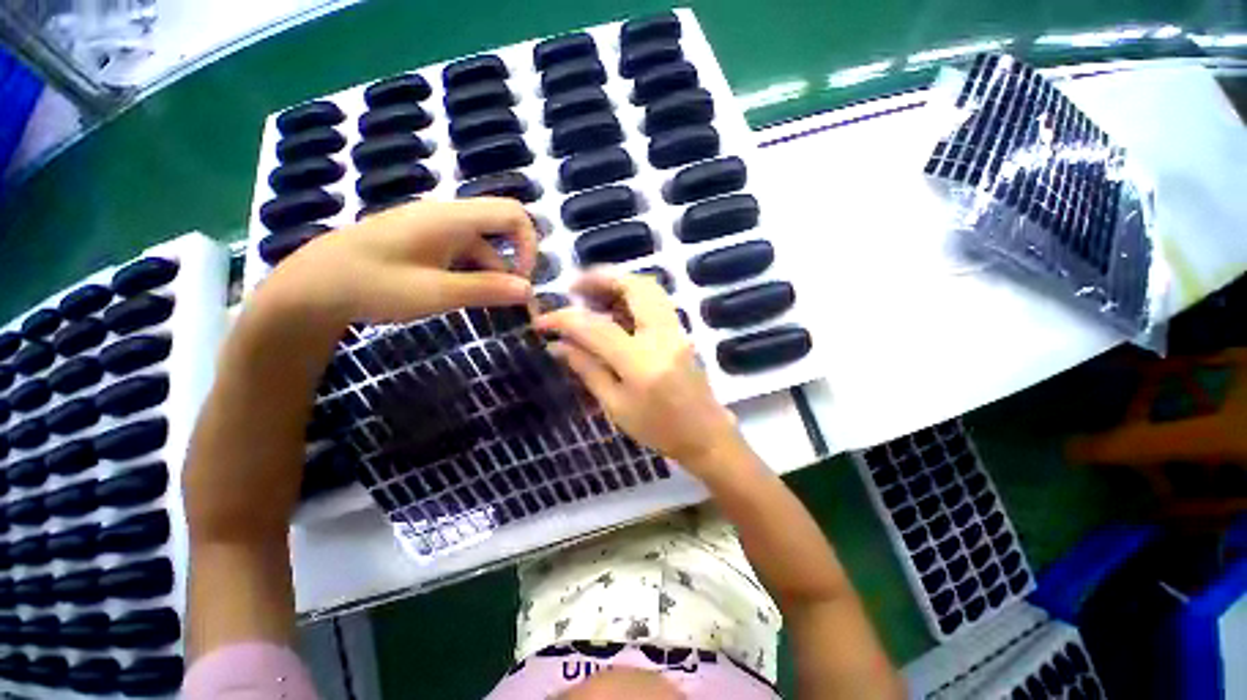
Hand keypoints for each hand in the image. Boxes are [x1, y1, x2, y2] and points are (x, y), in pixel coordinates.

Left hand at [185, 198, 536, 542]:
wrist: (310, 287)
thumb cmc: (371, 286)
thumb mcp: (435, 293)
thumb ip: (486, 290)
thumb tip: (529, 290)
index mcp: (450, 219)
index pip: (512, 213)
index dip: (529, 244)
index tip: (524, 280)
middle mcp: (445, 216)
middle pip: (499, 229)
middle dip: (513, 263)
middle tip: (512, 299)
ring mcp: (432, 228)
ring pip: (481, 245)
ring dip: (492, 273)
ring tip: (487, 307)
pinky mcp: (421, 241)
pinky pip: (461, 252)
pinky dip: (472, 273)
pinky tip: (461, 296)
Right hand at [534, 271, 741, 472]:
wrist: (704, 434)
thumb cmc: (658, 429)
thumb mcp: (615, 406)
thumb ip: (587, 369)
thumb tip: (558, 345)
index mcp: (641, 363)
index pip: (596, 328)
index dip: (565, 320)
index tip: (542, 320)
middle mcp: (662, 337)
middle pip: (634, 287)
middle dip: (601, 278)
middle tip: (574, 287)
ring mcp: (676, 330)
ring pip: (649, 288)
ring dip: (618, 282)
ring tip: (591, 294)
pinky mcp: (681, 331)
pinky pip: (655, 300)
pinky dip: (632, 294)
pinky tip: (614, 307)